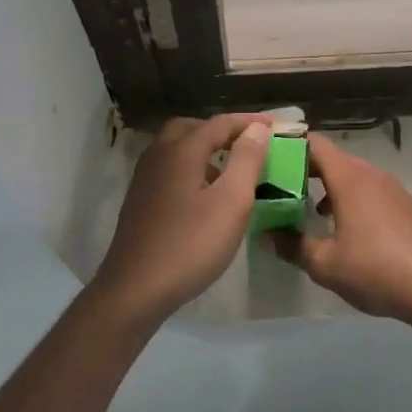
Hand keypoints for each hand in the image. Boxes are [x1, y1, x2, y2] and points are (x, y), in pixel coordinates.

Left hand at [94, 114, 271, 325]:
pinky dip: (191, 168)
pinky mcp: (139, 199)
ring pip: (177, 148)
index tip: (276, 126)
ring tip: (231, 170)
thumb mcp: (231, 202)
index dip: (249, 122)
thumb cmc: (190, 244)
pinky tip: (204, 195)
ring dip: (204, 150)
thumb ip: (247, 160)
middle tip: (248, 144)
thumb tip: (257, 128)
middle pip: (192, 128)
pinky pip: (169, 169)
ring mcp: (144, 177)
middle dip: (221, 131)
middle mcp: (158, 154)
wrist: (135, 289)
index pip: (220, 123)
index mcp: (181, 150)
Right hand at [273, 132, 411, 322]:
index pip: (314, 143)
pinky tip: (344, 228)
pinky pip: (370, 190)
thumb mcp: (325, 264)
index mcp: (349, 178)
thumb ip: (292, 246)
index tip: (267, 157)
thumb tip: (264, 236)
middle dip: (304, 169)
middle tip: (278, 187)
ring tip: (306, 209)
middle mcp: (371, 174)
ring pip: (352, 175)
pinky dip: (350, 198)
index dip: (289, 145)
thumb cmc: (376, 270)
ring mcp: (393, 189)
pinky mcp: (406, 206)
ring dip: (328, 186)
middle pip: (332, 158)